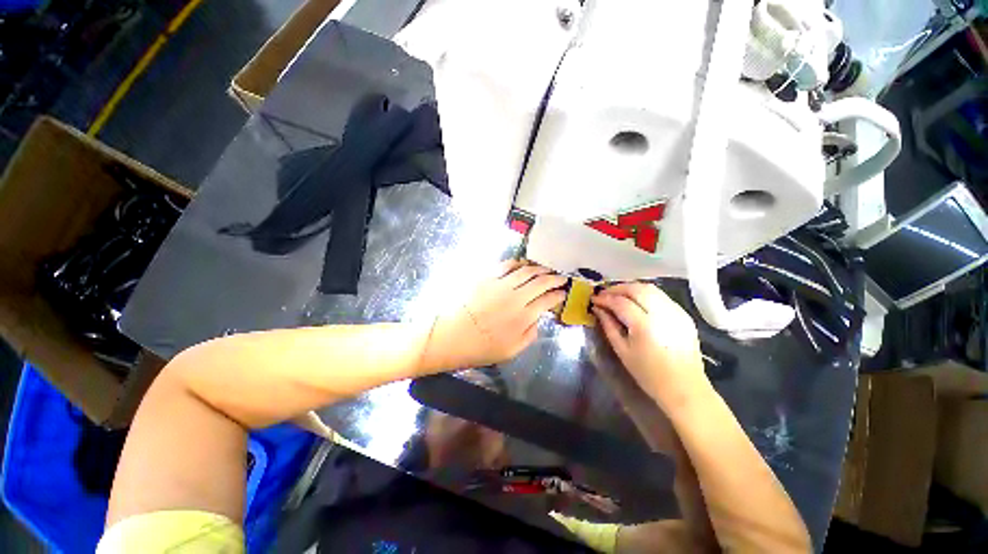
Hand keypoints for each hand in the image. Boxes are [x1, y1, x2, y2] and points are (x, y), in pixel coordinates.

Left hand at [424, 261, 566, 370]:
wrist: (450, 337)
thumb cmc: (480, 348)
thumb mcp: (511, 351)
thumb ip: (530, 335)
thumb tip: (538, 319)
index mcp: (523, 317)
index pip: (548, 300)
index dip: (558, 295)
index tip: (563, 293)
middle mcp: (515, 297)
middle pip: (540, 282)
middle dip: (554, 278)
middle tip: (561, 277)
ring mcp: (500, 285)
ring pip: (526, 271)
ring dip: (539, 268)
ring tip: (546, 268)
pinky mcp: (486, 277)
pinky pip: (505, 265)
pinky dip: (517, 263)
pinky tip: (522, 264)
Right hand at [591, 283, 706, 403]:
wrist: (685, 389)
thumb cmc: (649, 374)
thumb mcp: (622, 351)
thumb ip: (608, 326)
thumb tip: (598, 308)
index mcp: (644, 326)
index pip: (621, 302)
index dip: (605, 298)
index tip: (594, 299)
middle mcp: (662, 314)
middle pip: (637, 289)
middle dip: (617, 288)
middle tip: (604, 294)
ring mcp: (676, 312)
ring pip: (650, 288)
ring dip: (631, 288)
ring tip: (618, 295)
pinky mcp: (684, 315)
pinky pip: (661, 296)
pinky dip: (645, 294)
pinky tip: (637, 302)